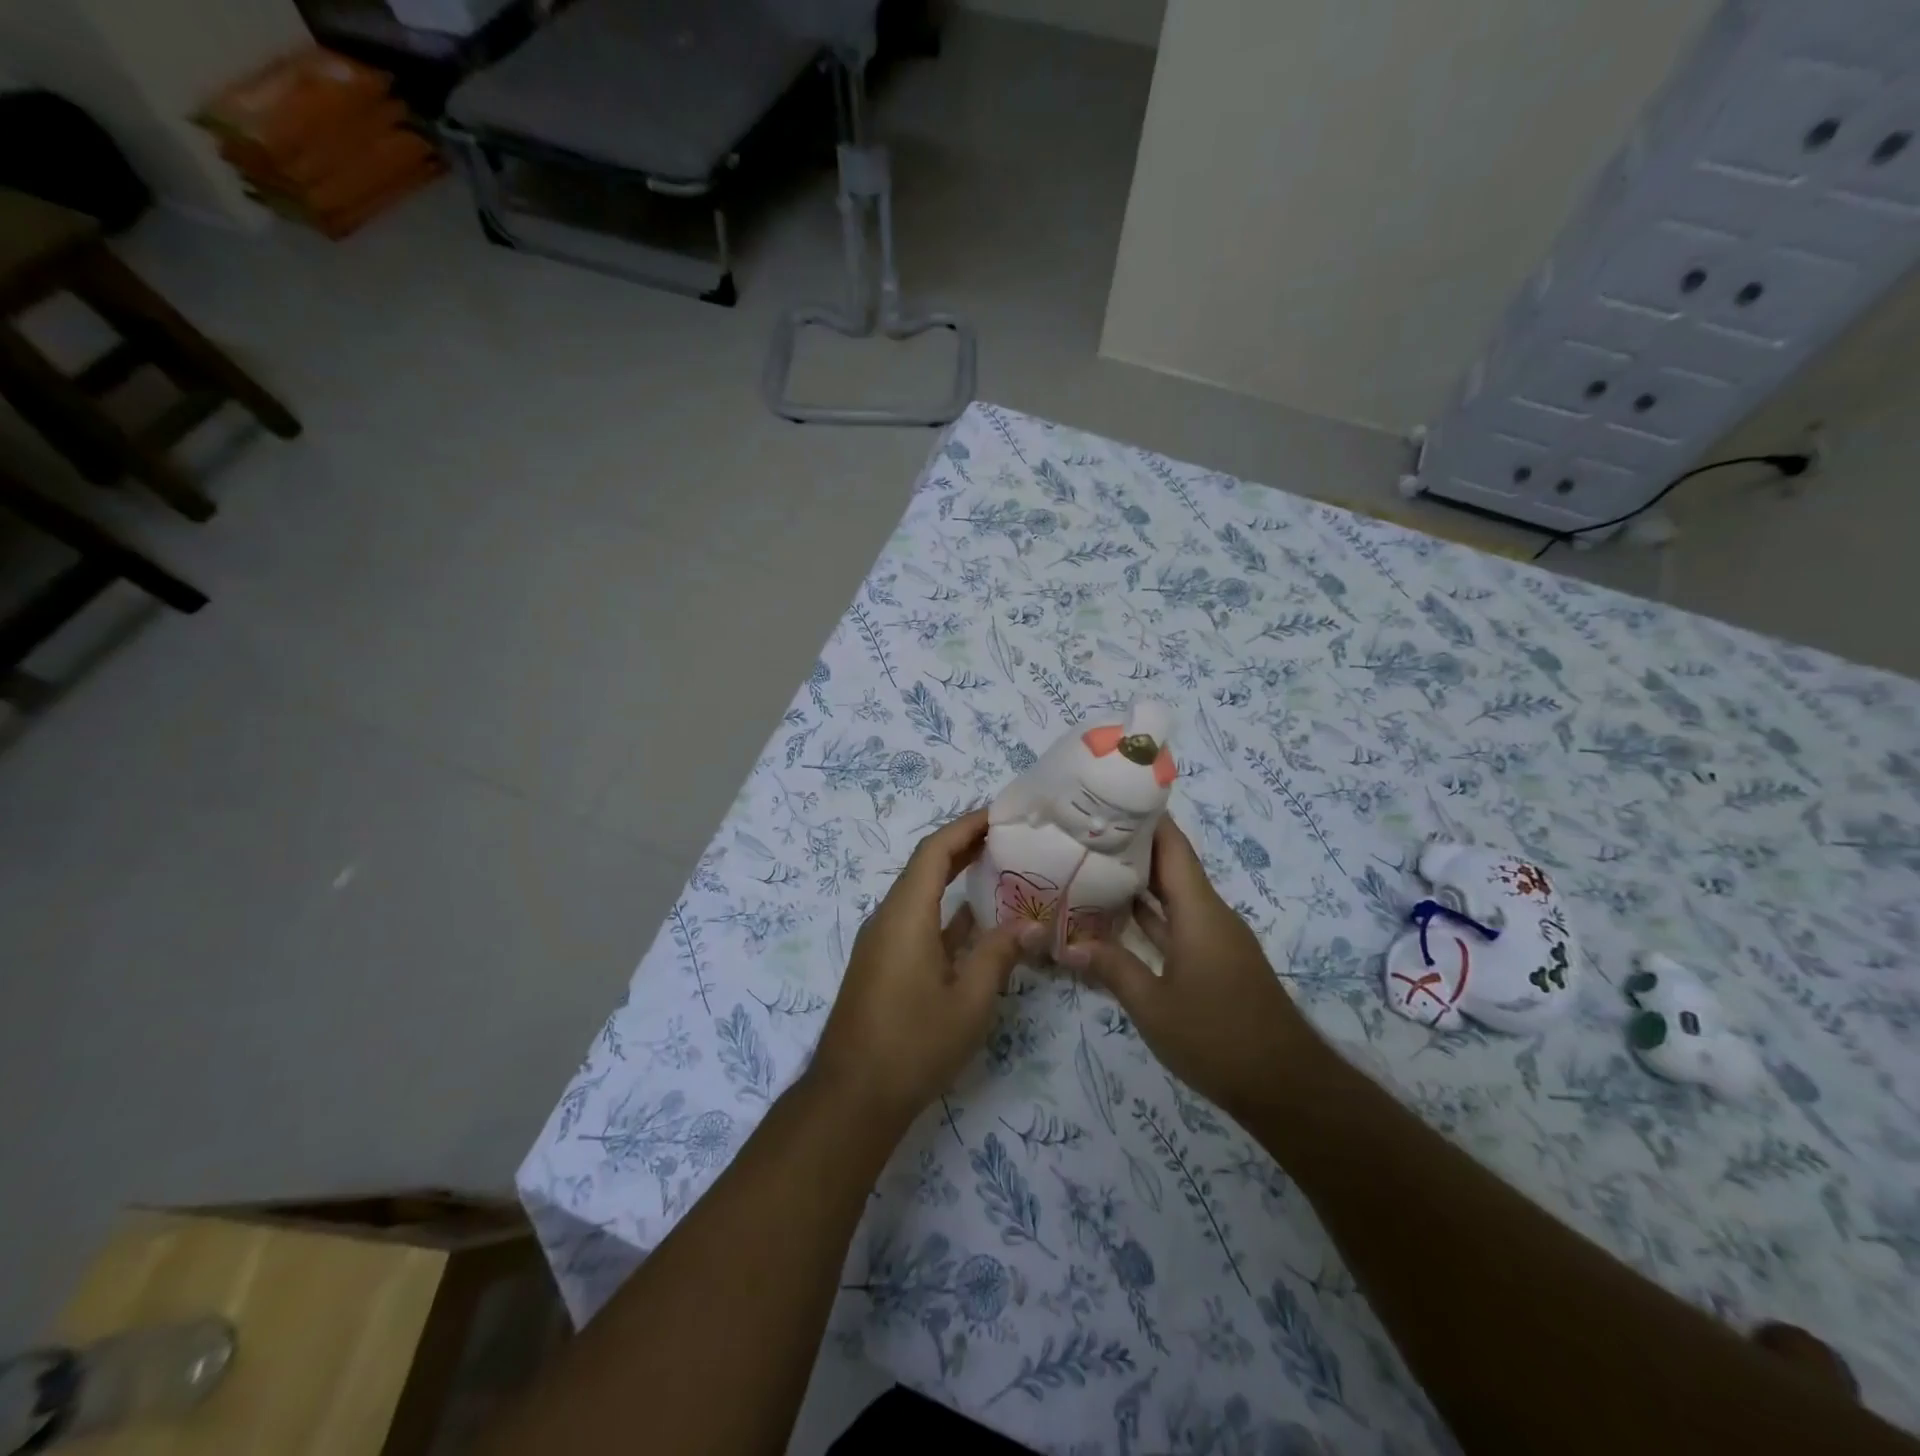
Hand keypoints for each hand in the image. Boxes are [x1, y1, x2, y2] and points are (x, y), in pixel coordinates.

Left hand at [809, 810, 1024, 1133]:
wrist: (852, 1097)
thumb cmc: (913, 1044)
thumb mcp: (968, 1002)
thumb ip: (999, 955)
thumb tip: (1030, 924)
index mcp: (905, 915)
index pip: (934, 851)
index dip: (965, 827)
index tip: (999, 814)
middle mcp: (888, 918)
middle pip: (925, 867)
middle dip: (963, 846)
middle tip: (1007, 836)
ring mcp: (882, 941)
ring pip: (920, 894)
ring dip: (954, 878)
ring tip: (999, 869)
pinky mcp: (883, 963)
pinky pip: (916, 921)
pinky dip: (946, 912)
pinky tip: (977, 922)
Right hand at [1062, 816, 1321, 1118]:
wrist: (1285, 1086)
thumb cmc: (1217, 1037)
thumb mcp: (1153, 1005)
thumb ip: (1111, 968)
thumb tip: (1067, 945)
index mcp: (1198, 910)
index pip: (1171, 845)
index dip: (1143, 817)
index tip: (1106, 799)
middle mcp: (1209, 913)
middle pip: (1169, 865)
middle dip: (1129, 847)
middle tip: (1082, 834)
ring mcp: (1214, 938)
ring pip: (1172, 895)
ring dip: (1137, 882)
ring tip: (1090, 866)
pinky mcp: (1215, 960)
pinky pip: (1178, 922)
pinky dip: (1149, 915)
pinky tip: (1116, 919)